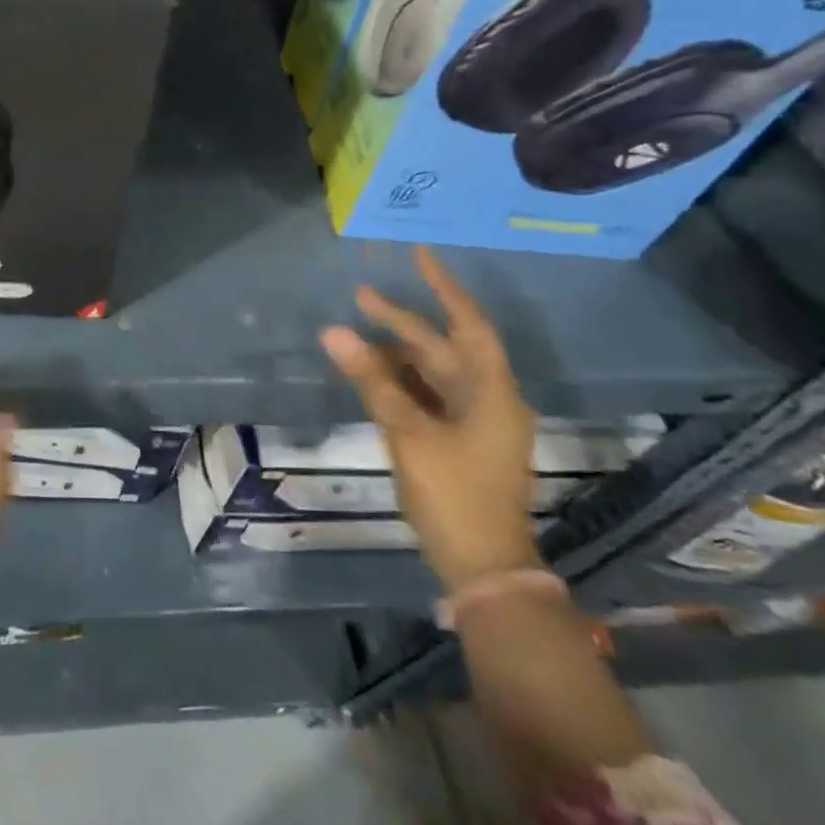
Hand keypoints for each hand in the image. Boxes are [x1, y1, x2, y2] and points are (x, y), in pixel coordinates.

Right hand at [320, 246, 541, 591]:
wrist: (483, 568)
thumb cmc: (455, 495)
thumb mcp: (408, 434)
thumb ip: (372, 381)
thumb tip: (333, 332)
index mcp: (491, 392)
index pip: (468, 324)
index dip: (444, 288)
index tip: (418, 256)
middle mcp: (487, 399)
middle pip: (442, 348)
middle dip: (402, 322)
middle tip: (360, 297)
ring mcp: (474, 423)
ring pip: (432, 373)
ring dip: (396, 355)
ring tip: (354, 338)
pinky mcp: (459, 442)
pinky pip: (427, 397)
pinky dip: (399, 382)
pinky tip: (370, 375)